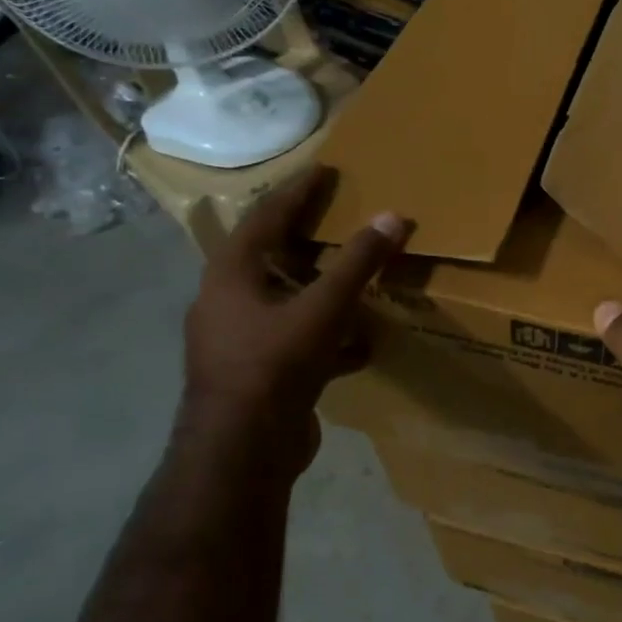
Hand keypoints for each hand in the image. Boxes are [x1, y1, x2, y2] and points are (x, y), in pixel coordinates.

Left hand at [181, 166, 410, 476]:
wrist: (242, 452)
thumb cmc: (274, 365)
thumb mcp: (323, 308)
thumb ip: (358, 262)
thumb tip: (393, 216)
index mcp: (231, 274)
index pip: (265, 216)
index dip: (297, 191)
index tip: (324, 170)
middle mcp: (228, 300)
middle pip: (271, 256)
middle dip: (307, 238)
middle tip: (341, 217)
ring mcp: (241, 340)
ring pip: (285, 300)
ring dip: (320, 288)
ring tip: (356, 276)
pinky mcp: (259, 373)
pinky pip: (298, 340)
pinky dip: (328, 335)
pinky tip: (362, 344)